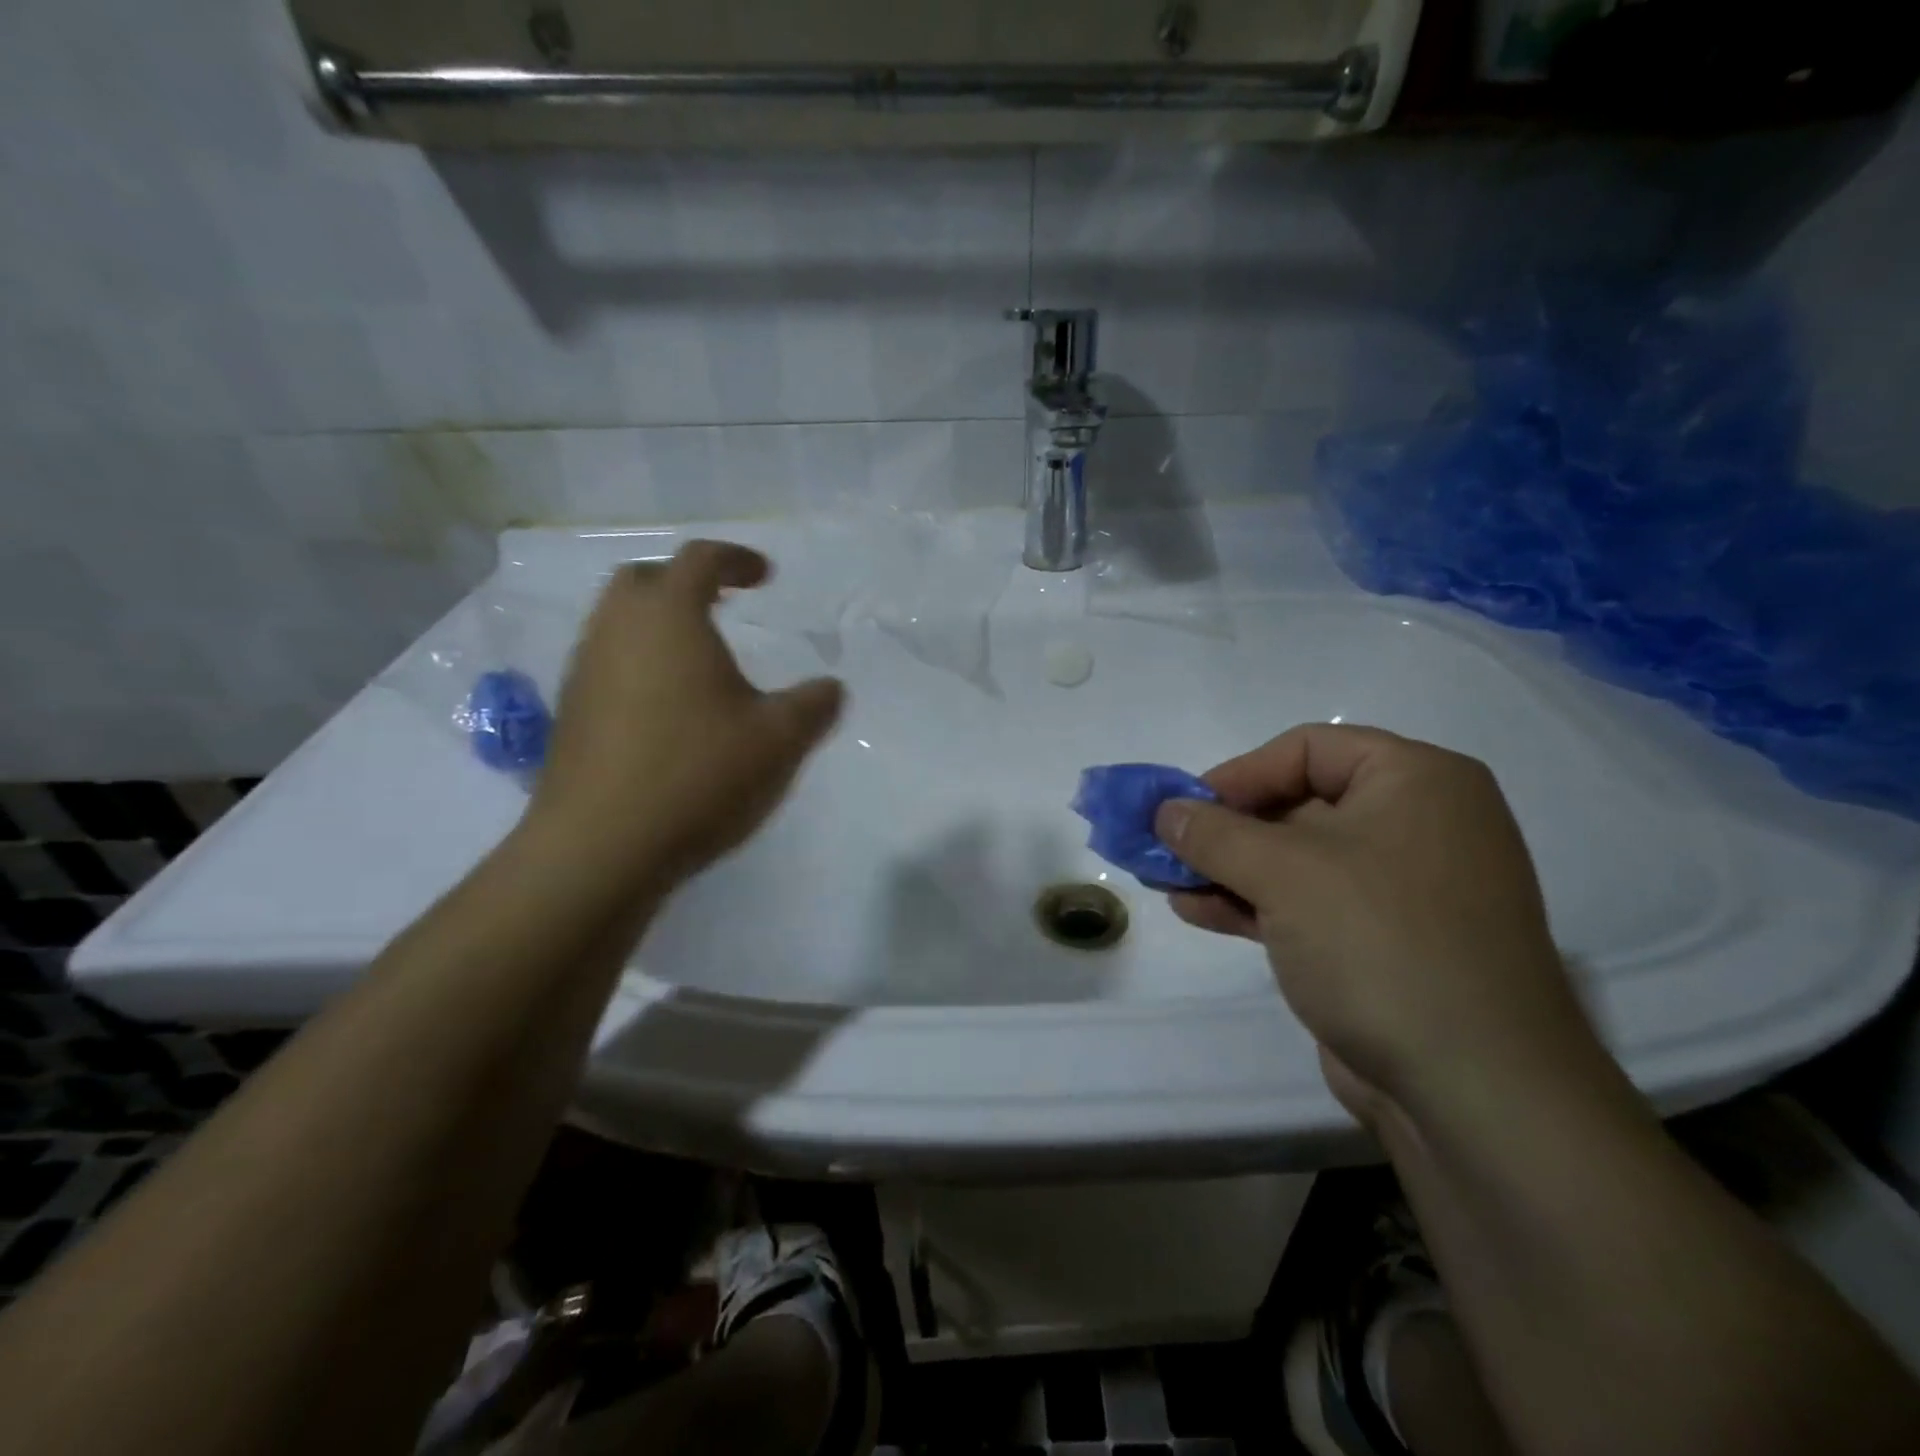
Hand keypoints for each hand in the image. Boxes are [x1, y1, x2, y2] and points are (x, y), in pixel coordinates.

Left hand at [527, 541, 843, 889]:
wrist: (600, 847)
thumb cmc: (698, 774)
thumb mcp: (779, 740)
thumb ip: (814, 706)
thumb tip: (831, 688)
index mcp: (669, 617)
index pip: (700, 559)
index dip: (737, 559)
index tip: (766, 577)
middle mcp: (616, 630)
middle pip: (643, 579)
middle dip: (684, 582)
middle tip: (721, 605)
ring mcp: (584, 671)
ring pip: (617, 623)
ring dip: (658, 625)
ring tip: (699, 660)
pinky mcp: (570, 714)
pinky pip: (607, 664)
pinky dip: (639, 665)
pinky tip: (668, 710)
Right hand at [1155, 725, 1603, 1126]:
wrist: (1475, 1090)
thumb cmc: (1380, 943)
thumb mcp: (1283, 873)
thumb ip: (1212, 833)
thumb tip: (1163, 811)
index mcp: (1417, 781)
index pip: (1308, 749)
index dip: (1239, 773)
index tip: (1185, 806)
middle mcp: (1418, 824)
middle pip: (1299, 803)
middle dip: (1225, 828)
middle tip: (1167, 846)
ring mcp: (1404, 889)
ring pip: (1298, 860)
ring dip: (1229, 868)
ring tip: (1166, 882)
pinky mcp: (1386, 943)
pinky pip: (1309, 904)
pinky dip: (1254, 903)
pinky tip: (1197, 911)